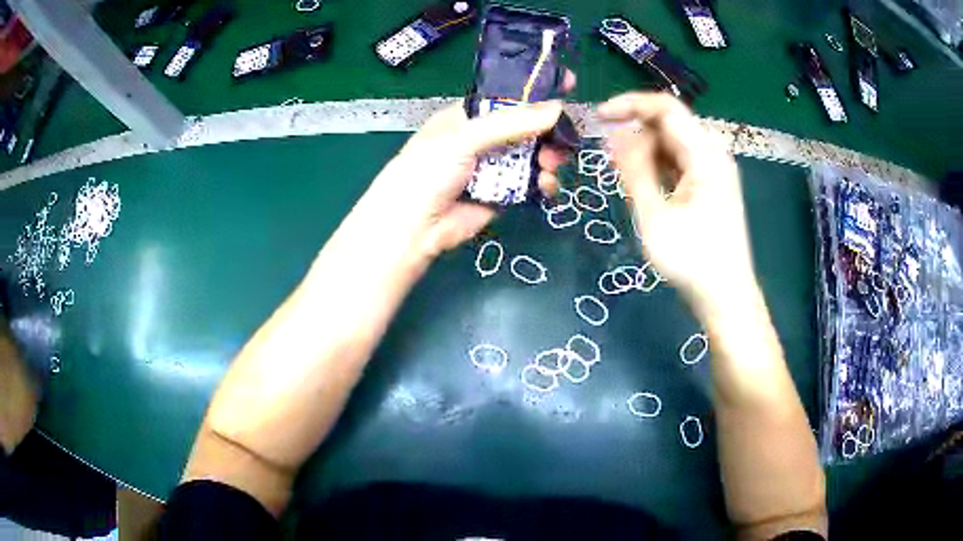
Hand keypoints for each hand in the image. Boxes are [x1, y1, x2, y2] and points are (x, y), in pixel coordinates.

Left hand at [362, 97, 572, 263]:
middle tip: (564, 139)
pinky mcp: (503, 194)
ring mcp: (494, 166)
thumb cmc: (429, 169)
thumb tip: (557, 109)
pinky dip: (544, 183)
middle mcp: (483, 138)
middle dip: (549, 131)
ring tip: (551, 164)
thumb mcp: (465, 137)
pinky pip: (531, 183)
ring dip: (549, 158)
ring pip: (533, 155)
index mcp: (468, 115)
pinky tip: (546, 186)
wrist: (414, 226)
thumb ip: (511, 123)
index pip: (508, 96)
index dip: (535, 91)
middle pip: (527, 127)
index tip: (565, 84)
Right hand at [598, 93, 758, 316]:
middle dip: (635, 132)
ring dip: (645, 151)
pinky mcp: (710, 185)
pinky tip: (645, 185)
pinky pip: (679, 161)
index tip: (599, 116)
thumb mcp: (655, 217)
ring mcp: (713, 170)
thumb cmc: (693, 261)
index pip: (666, 108)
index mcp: (705, 155)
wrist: (727, 297)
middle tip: (610, 160)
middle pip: (669, 124)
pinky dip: (658, 166)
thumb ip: (634, 171)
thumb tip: (616, 137)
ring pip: (673, 143)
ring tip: (625, 178)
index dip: (630, 104)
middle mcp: (713, 154)